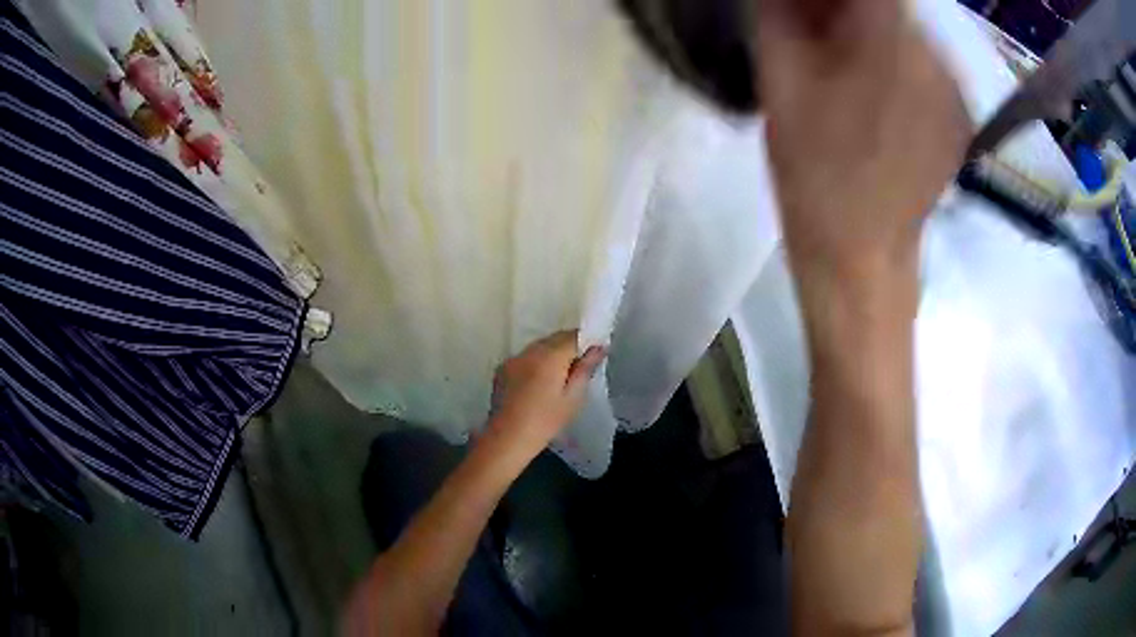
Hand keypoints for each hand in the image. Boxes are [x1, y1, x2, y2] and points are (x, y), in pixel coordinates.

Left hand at [486, 330, 605, 461]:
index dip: (586, 342)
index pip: (573, 336)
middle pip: (554, 339)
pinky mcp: (502, 369)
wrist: (507, 438)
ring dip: (551, 354)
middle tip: (579, 367)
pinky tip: (537, 383)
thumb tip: (598, 348)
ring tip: (558, 376)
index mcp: (550, 356)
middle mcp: (530, 351)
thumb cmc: (545, 422)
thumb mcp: (573, 398)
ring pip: (538, 346)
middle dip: (568, 346)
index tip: (594, 355)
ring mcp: (513, 358)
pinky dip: (535, 363)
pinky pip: (525, 357)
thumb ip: (585, 369)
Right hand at [754, 0, 969, 310]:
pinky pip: (925, 65)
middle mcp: (935, 58)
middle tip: (819, 29)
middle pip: (892, 5)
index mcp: (891, 43)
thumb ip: (781, 14)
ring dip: (873, 31)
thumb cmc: (815, 171)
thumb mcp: (781, 80)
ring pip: (909, 32)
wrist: (863, 257)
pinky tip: (876, 92)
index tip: (811, 8)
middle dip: (849, 7)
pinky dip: (898, 60)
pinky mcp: (957, 117)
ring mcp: (953, 90)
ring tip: (845, 63)